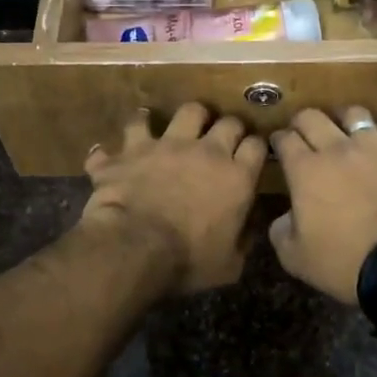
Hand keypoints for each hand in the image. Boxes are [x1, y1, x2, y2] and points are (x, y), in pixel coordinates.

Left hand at [81, 104, 267, 292]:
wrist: (134, 247)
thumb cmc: (188, 261)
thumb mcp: (229, 265)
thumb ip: (243, 240)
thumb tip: (250, 227)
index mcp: (236, 177)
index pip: (256, 146)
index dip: (255, 146)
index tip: (251, 153)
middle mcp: (205, 151)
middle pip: (227, 122)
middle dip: (228, 127)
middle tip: (223, 139)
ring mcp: (166, 144)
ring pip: (186, 111)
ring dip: (186, 118)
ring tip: (181, 127)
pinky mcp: (132, 149)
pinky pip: (131, 130)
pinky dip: (128, 139)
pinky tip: (120, 149)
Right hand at [268, 107, 376, 303]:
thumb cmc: (344, 262)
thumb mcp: (295, 257)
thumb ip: (281, 231)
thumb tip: (285, 218)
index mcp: (308, 169)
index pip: (284, 138)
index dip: (279, 141)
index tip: (280, 147)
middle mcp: (342, 148)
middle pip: (314, 116)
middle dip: (304, 123)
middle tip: (306, 136)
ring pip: (360, 115)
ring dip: (350, 124)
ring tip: (351, 136)